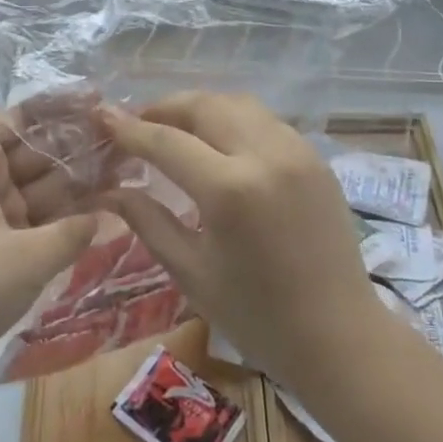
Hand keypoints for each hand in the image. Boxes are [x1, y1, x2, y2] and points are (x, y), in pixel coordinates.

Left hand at [0, 111, 99, 394]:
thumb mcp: (25, 257)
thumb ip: (72, 231)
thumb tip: (105, 214)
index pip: (15, 118)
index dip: (54, 108)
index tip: (97, 103)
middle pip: (31, 151)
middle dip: (75, 148)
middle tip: (124, 142)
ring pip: (38, 186)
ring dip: (75, 183)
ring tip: (125, 172)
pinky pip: (36, 219)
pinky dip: (64, 217)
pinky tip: (103, 213)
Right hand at [103, 92, 380, 388]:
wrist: (341, 337)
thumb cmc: (257, 317)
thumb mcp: (191, 271)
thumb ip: (147, 220)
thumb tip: (109, 190)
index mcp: (229, 190)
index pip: (167, 141)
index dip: (128, 128)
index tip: (101, 117)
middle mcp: (265, 156)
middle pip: (203, 105)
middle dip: (163, 107)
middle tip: (137, 124)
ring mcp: (296, 151)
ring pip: (237, 103)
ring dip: (199, 107)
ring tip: (175, 128)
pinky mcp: (315, 158)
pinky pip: (264, 120)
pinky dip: (233, 119)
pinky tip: (219, 143)